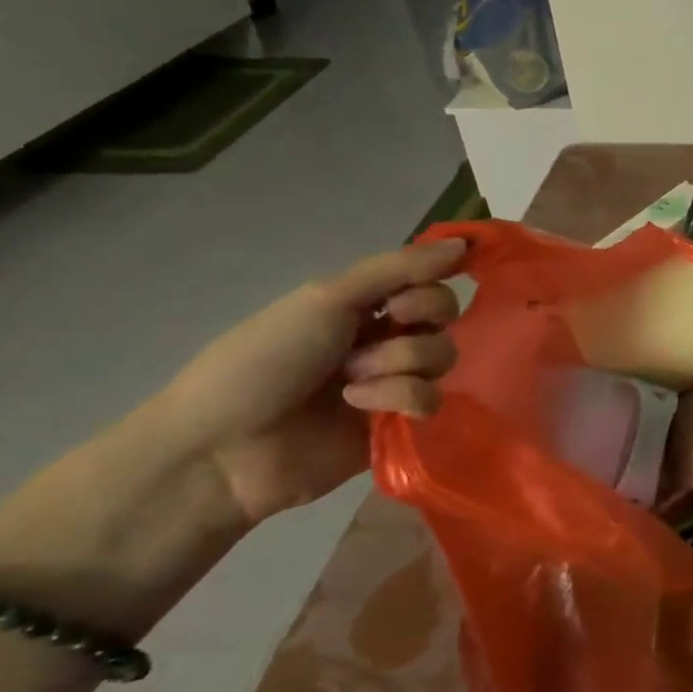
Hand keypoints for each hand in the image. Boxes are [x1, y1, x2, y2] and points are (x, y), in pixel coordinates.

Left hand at [159, 240, 466, 524]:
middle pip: (444, 317)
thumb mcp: (326, 298)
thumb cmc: (266, 360)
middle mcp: (383, 337)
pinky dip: (399, 399)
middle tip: (375, 339)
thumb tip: (466, 243)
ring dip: (398, 364)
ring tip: (353, 383)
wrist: (225, 448)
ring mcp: (393, 381)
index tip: (395, 304)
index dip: (425, 291)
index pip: (429, 283)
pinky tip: (361, 408)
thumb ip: (399, 268)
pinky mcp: (399, 422)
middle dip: (416, 326)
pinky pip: (432, 399)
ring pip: (442, 357)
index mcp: (363, 305)